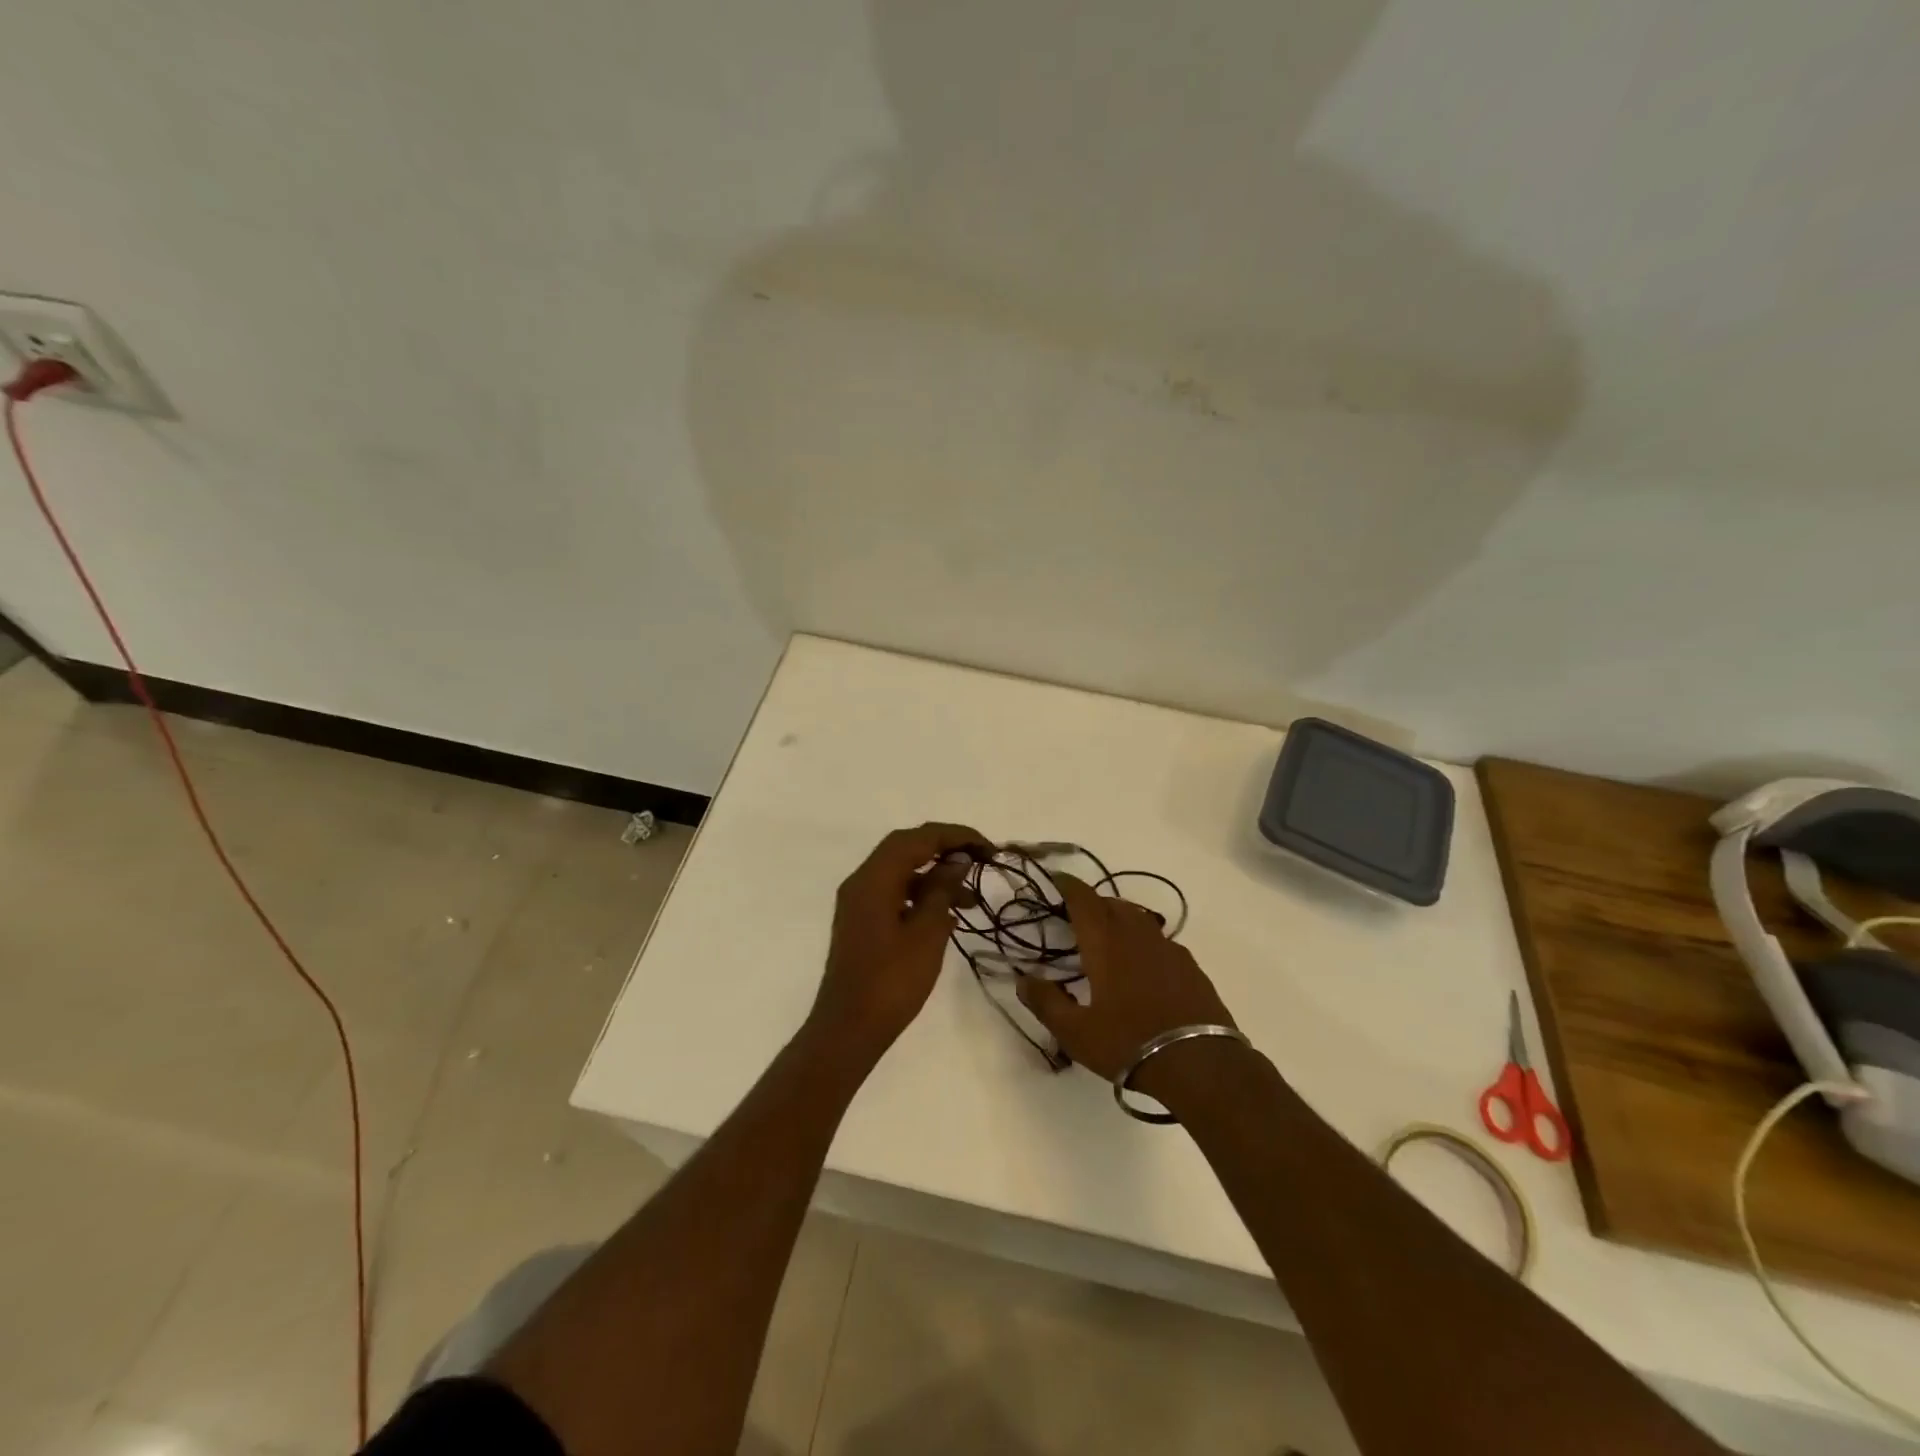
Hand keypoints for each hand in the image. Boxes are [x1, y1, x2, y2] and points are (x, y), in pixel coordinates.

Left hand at [807, 822, 989, 1061]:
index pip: (917, 838)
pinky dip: (922, 895)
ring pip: (901, 872)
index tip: (987, 847)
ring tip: (972, 898)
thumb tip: (956, 860)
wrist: (849, 1029)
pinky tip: (949, 915)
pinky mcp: (863, 922)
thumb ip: (941, 890)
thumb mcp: (926, 933)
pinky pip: (895, 893)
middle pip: (906, 848)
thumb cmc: (891, 981)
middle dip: (945, 849)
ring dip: (935, 876)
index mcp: (873, 879)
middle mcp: (862, 882)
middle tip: (980, 860)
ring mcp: (859, 902)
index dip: (955, 835)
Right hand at [1017, 873, 1242, 1098]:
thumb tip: (1023, 979)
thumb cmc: (1128, 1043)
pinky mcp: (1190, 966)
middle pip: (1112, 904)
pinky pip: (1160, 940)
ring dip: (1119, 919)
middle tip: (1077, 918)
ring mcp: (1168, 948)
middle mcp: (1137, 935)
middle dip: (1092, 903)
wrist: (1199, 1064)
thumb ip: (1046, 1002)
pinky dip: (1143, 941)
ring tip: (1108, 939)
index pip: (1084, 899)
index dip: (1069, 886)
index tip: (1057, 880)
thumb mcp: (1075, 1032)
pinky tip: (1142, 966)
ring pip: (1138, 918)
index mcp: (1105, 943)